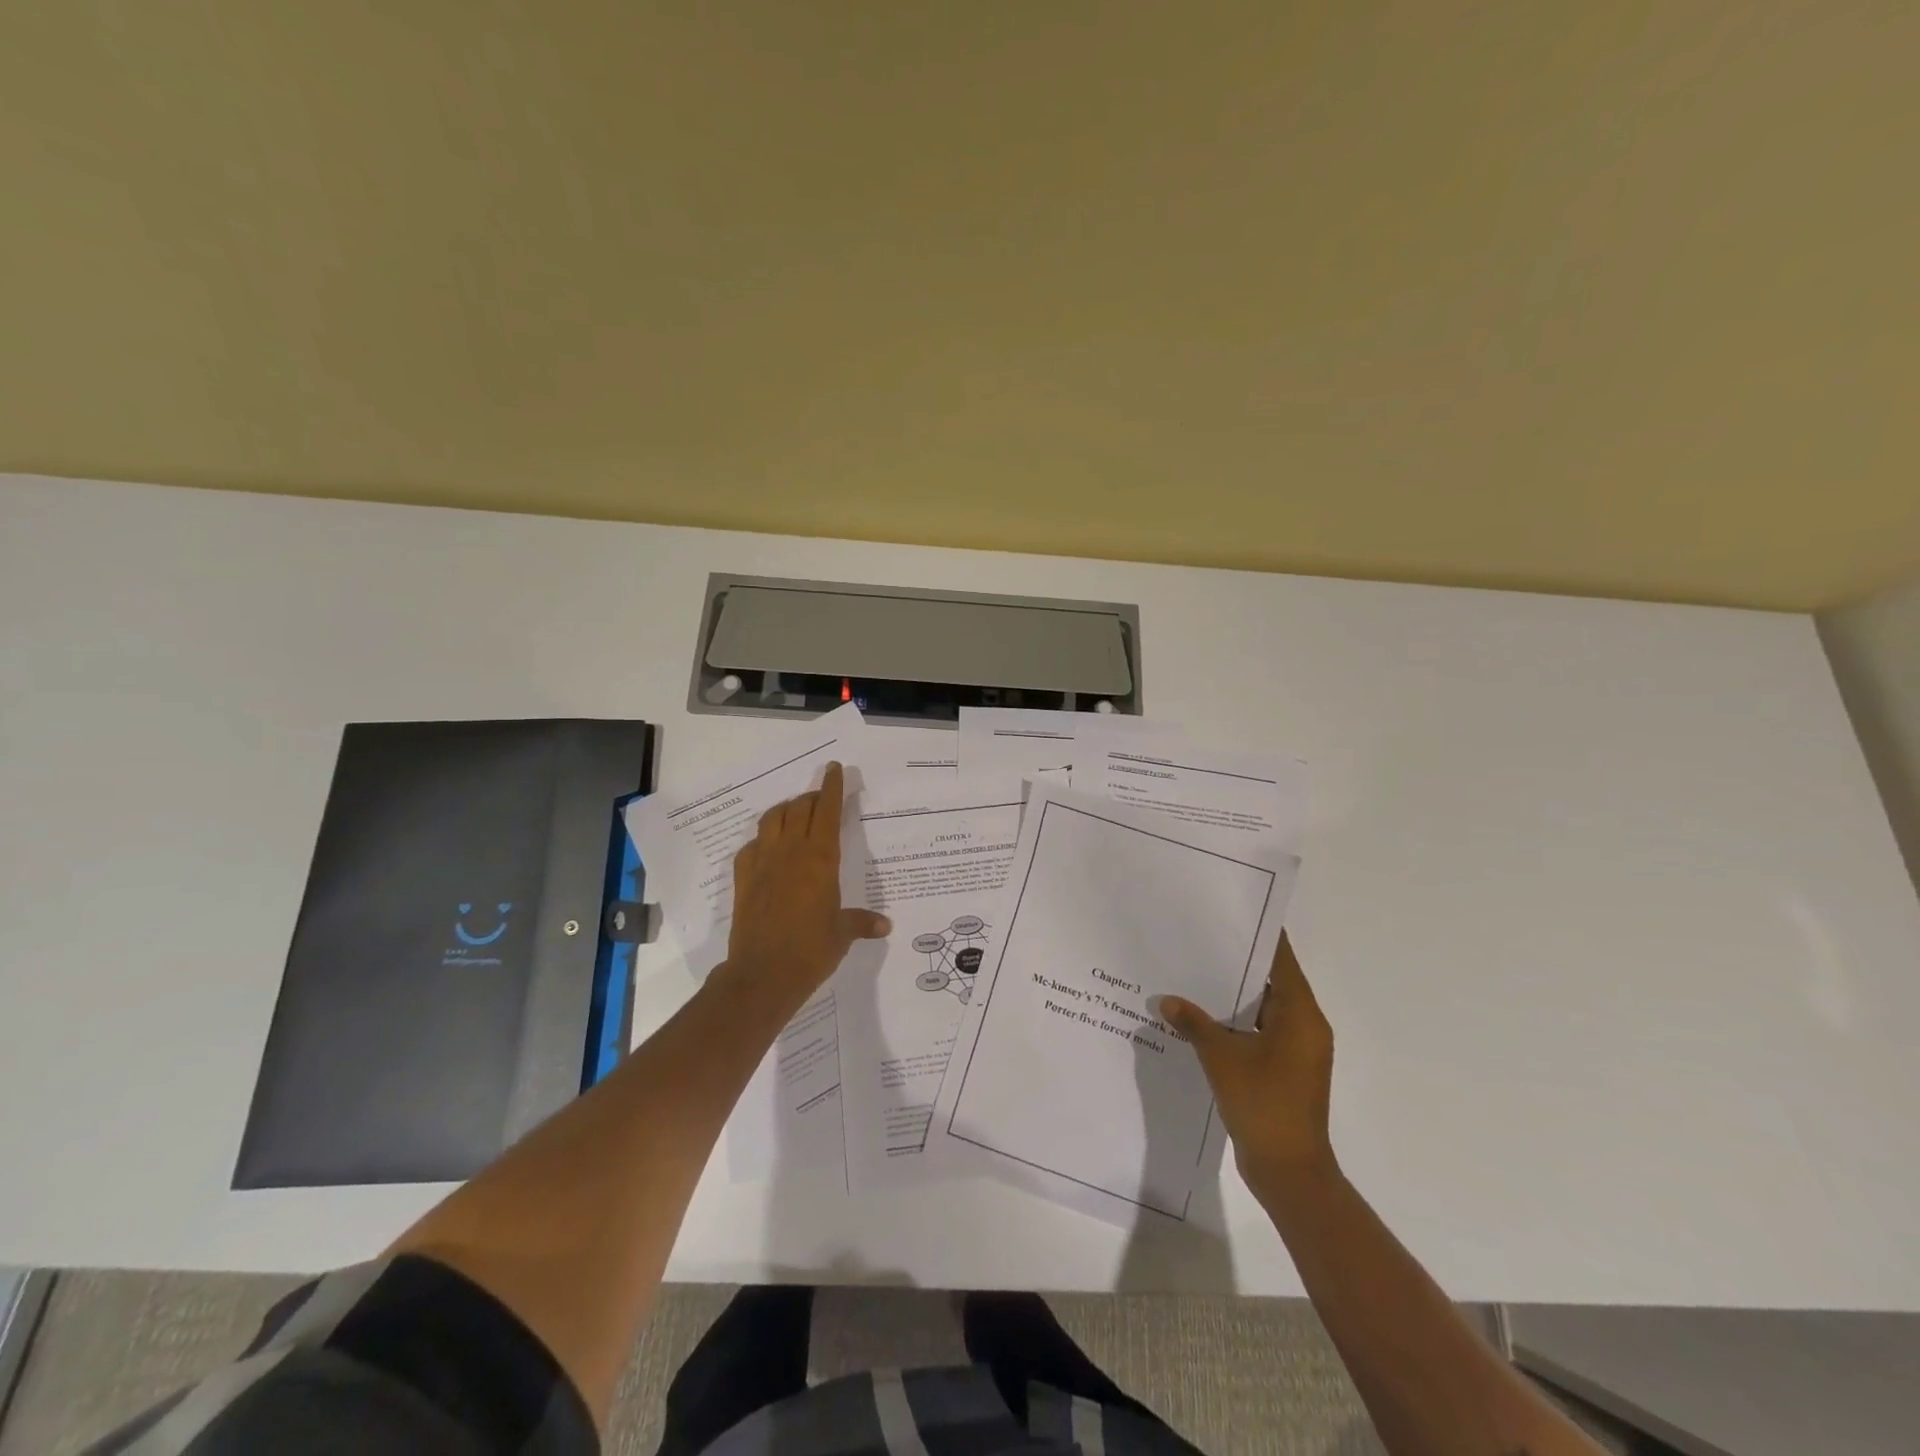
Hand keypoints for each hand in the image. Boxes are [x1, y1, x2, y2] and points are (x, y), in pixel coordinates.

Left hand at [723, 762, 890, 1008]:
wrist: (763, 974)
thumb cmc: (811, 950)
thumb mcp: (842, 934)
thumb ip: (862, 922)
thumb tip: (885, 925)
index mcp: (820, 858)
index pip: (826, 811)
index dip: (831, 787)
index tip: (834, 769)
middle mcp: (790, 852)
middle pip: (799, 808)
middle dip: (811, 798)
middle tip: (821, 799)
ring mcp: (762, 863)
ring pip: (772, 819)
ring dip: (785, 810)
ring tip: (794, 814)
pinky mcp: (743, 878)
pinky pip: (751, 846)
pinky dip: (762, 839)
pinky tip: (767, 848)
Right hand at [1158, 934, 1336, 1200]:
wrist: (1289, 1172)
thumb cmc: (1263, 1105)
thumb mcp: (1222, 1058)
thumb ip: (1194, 1023)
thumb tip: (1166, 1001)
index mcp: (1301, 1015)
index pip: (1281, 959)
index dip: (1258, 935)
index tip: (1229, 913)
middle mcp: (1304, 1027)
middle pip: (1272, 981)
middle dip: (1237, 963)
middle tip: (1198, 939)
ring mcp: (1295, 1050)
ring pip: (1262, 1008)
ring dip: (1232, 995)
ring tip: (1192, 972)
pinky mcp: (1284, 1070)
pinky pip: (1258, 1032)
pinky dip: (1234, 1022)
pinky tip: (1199, 1017)